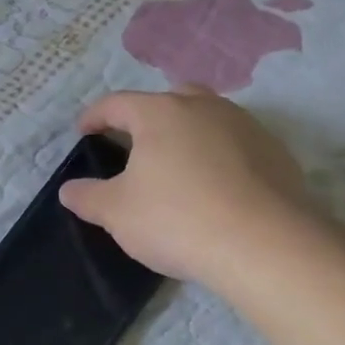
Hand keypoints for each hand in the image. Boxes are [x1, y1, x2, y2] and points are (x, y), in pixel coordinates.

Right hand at [59, 87, 322, 288]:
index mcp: (160, 113)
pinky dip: (220, 157)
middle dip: (148, 117)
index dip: (95, 116)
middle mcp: (205, 107)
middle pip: (169, 100)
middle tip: (136, 144)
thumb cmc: (177, 219)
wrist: (264, 245)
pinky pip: (237, 145)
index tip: (83, 131)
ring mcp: (246, 127)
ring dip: (188, 135)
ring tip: (177, 167)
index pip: (117, 103)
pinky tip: (216, 188)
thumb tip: (68, 189)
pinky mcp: (276, 153)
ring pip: (208, 119)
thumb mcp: (116, 213)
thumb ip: (87, 197)